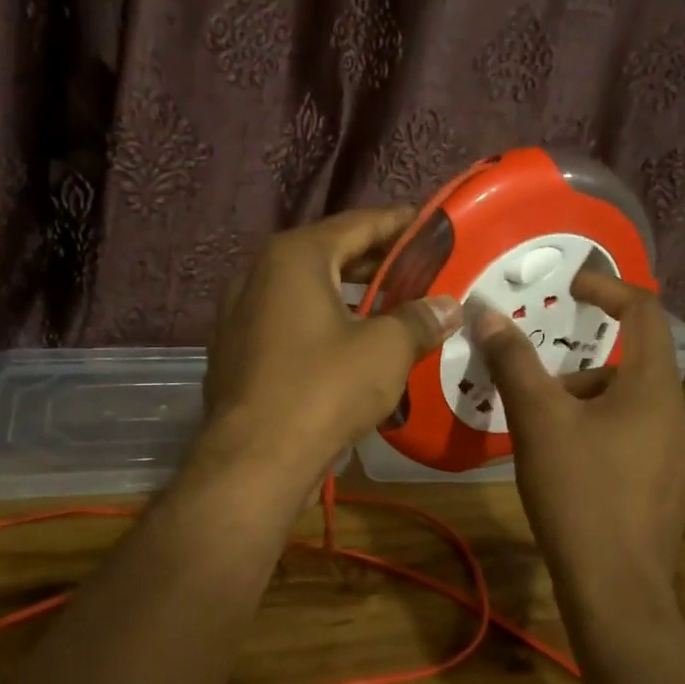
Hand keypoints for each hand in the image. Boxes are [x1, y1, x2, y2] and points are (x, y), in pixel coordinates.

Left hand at [198, 207, 460, 483]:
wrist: (255, 460)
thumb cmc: (323, 389)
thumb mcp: (385, 350)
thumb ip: (419, 319)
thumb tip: (448, 306)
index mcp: (294, 257)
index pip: (358, 223)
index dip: (400, 224)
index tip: (432, 227)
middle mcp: (259, 274)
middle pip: (329, 255)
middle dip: (376, 263)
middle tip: (420, 271)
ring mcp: (240, 314)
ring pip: (307, 293)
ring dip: (349, 298)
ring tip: (392, 309)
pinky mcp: (236, 352)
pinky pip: (289, 324)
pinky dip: (322, 325)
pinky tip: (351, 347)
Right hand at [472, 271, 684, 593]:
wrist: (616, 589)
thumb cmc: (579, 493)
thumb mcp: (538, 421)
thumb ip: (514, 362)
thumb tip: (487, 314)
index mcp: (656, 388)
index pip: (645, 313)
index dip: (609, 288)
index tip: (573, 286)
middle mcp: (680, 415)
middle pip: (631, 367)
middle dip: (580, 369)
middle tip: (536, 392)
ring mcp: (682, 456)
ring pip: (632, 408)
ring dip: (589, 407)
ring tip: (545, 438)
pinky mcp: (671, 489)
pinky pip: (637, 441)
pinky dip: (603, 436)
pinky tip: (571, 471)